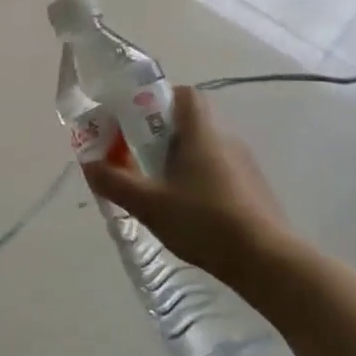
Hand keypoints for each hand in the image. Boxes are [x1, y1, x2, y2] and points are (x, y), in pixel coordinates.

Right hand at [79, 86, 289, 283]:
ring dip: (179, 163)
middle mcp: (226, 141)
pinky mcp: (253, 191)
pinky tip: (188, 214)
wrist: (267, 260)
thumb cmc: (205, 222)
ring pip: (204, 151)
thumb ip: (115, 182)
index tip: (136, 121)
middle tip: (135, 161)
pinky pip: (219, 174)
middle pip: (190, 124)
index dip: (159, 99)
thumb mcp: (150, 204)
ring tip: (158, 192)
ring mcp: (244, 166)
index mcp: (201, 133)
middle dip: (160, 138)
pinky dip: (199, 183)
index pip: (184, 95)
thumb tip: (89, 164)